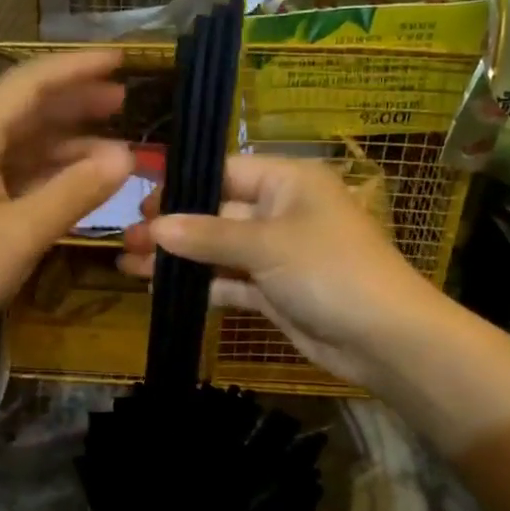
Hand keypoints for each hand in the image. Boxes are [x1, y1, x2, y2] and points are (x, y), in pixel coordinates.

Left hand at [0, 50, 132, 353]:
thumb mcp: (21, 234)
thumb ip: (75, 191)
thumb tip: (127, 156)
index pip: (29, 83)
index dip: (76, 67)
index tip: (121, 60)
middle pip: (27, 110)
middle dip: (76, 102)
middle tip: (125, 102)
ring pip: (24, 144)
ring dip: (69, 142)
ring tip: (116, 144)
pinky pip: (17, 175)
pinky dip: (51, 174)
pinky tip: (81, 181)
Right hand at [119, 154, 431, 387]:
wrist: (384, 339)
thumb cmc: (329, 270)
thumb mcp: (266, 245)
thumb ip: (207, 235)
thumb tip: (154, 227)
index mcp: (288, 181)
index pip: (225, 172)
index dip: (183, 186)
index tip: (140, 202)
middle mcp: (281, 211)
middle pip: (216, 213)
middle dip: (172, 227)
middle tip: (125, 238)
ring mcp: (278, 254)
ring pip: (219, 250)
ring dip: (178, 258)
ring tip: (128, 264)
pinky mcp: (274, 291)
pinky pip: (230, 281)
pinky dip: (201, 285)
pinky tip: (160, 288)